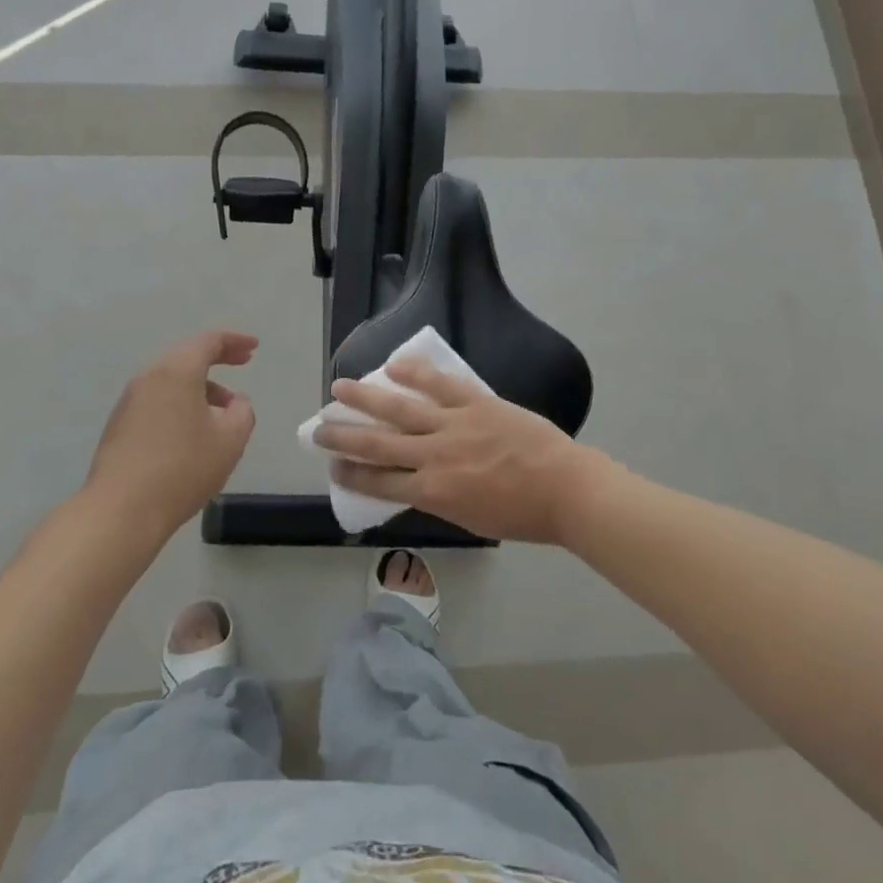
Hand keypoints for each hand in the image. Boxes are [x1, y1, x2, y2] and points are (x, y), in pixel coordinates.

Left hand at [86, 330, 257, 535]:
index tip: (254, 348)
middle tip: (242, 364)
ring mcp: (129, 401)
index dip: (234, 340)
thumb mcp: (230, 440)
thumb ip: (242, 412)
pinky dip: (180, 403)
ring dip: (199, 386)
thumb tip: (235, 402)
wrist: (121, 510)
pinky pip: (157, 401)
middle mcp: (149, 377)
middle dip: (217, 359)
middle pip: (187, 357)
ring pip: (171, 381)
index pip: (208, 342)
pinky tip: (192, 432)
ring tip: (222, 411)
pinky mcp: (119, 425)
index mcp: (177, 372)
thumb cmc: (183, 468)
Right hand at [313, 359, 592, 544]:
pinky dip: (414, 373)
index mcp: (432, 493)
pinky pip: (438, 384)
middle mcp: (433, 457)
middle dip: (343, 436)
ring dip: (365, 398)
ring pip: (399, 408)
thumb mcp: (469, 519)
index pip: (379, 482)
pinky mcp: (474, 403)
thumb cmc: (521, 514)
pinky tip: (392, 364)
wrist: (565, 489)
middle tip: (318, 429)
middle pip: (377, 444)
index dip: (351, 473)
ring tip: (339, 388)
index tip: (332, 465)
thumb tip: (414, 482)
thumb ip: (437, 499)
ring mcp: (453, 425)